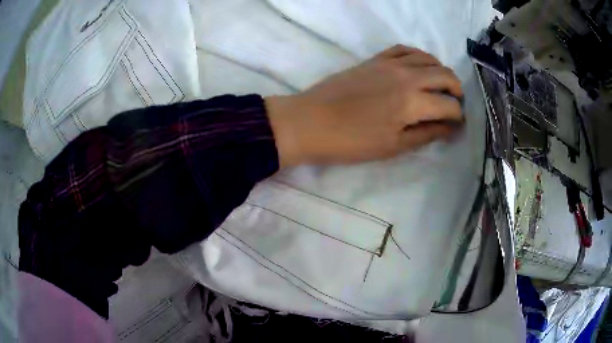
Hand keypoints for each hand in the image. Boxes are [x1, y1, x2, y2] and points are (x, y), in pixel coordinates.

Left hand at [266, 44, 464, 166]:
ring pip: (428, 58)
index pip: (449, 105)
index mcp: (412, 102)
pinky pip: (404, 49)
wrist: (310, 122)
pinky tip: (419, 67)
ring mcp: (389, 63)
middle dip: (457, 90)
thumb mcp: (393, 146)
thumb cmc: (351, 141)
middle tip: (455, 105)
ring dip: (441, 71)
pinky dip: (419, 56)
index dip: (458, 117)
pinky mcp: (375, 59)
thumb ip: (426, 134)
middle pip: (445, 75)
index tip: (457, 126)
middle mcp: (406, 76)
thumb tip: (450, 127)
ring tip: (440, 87)